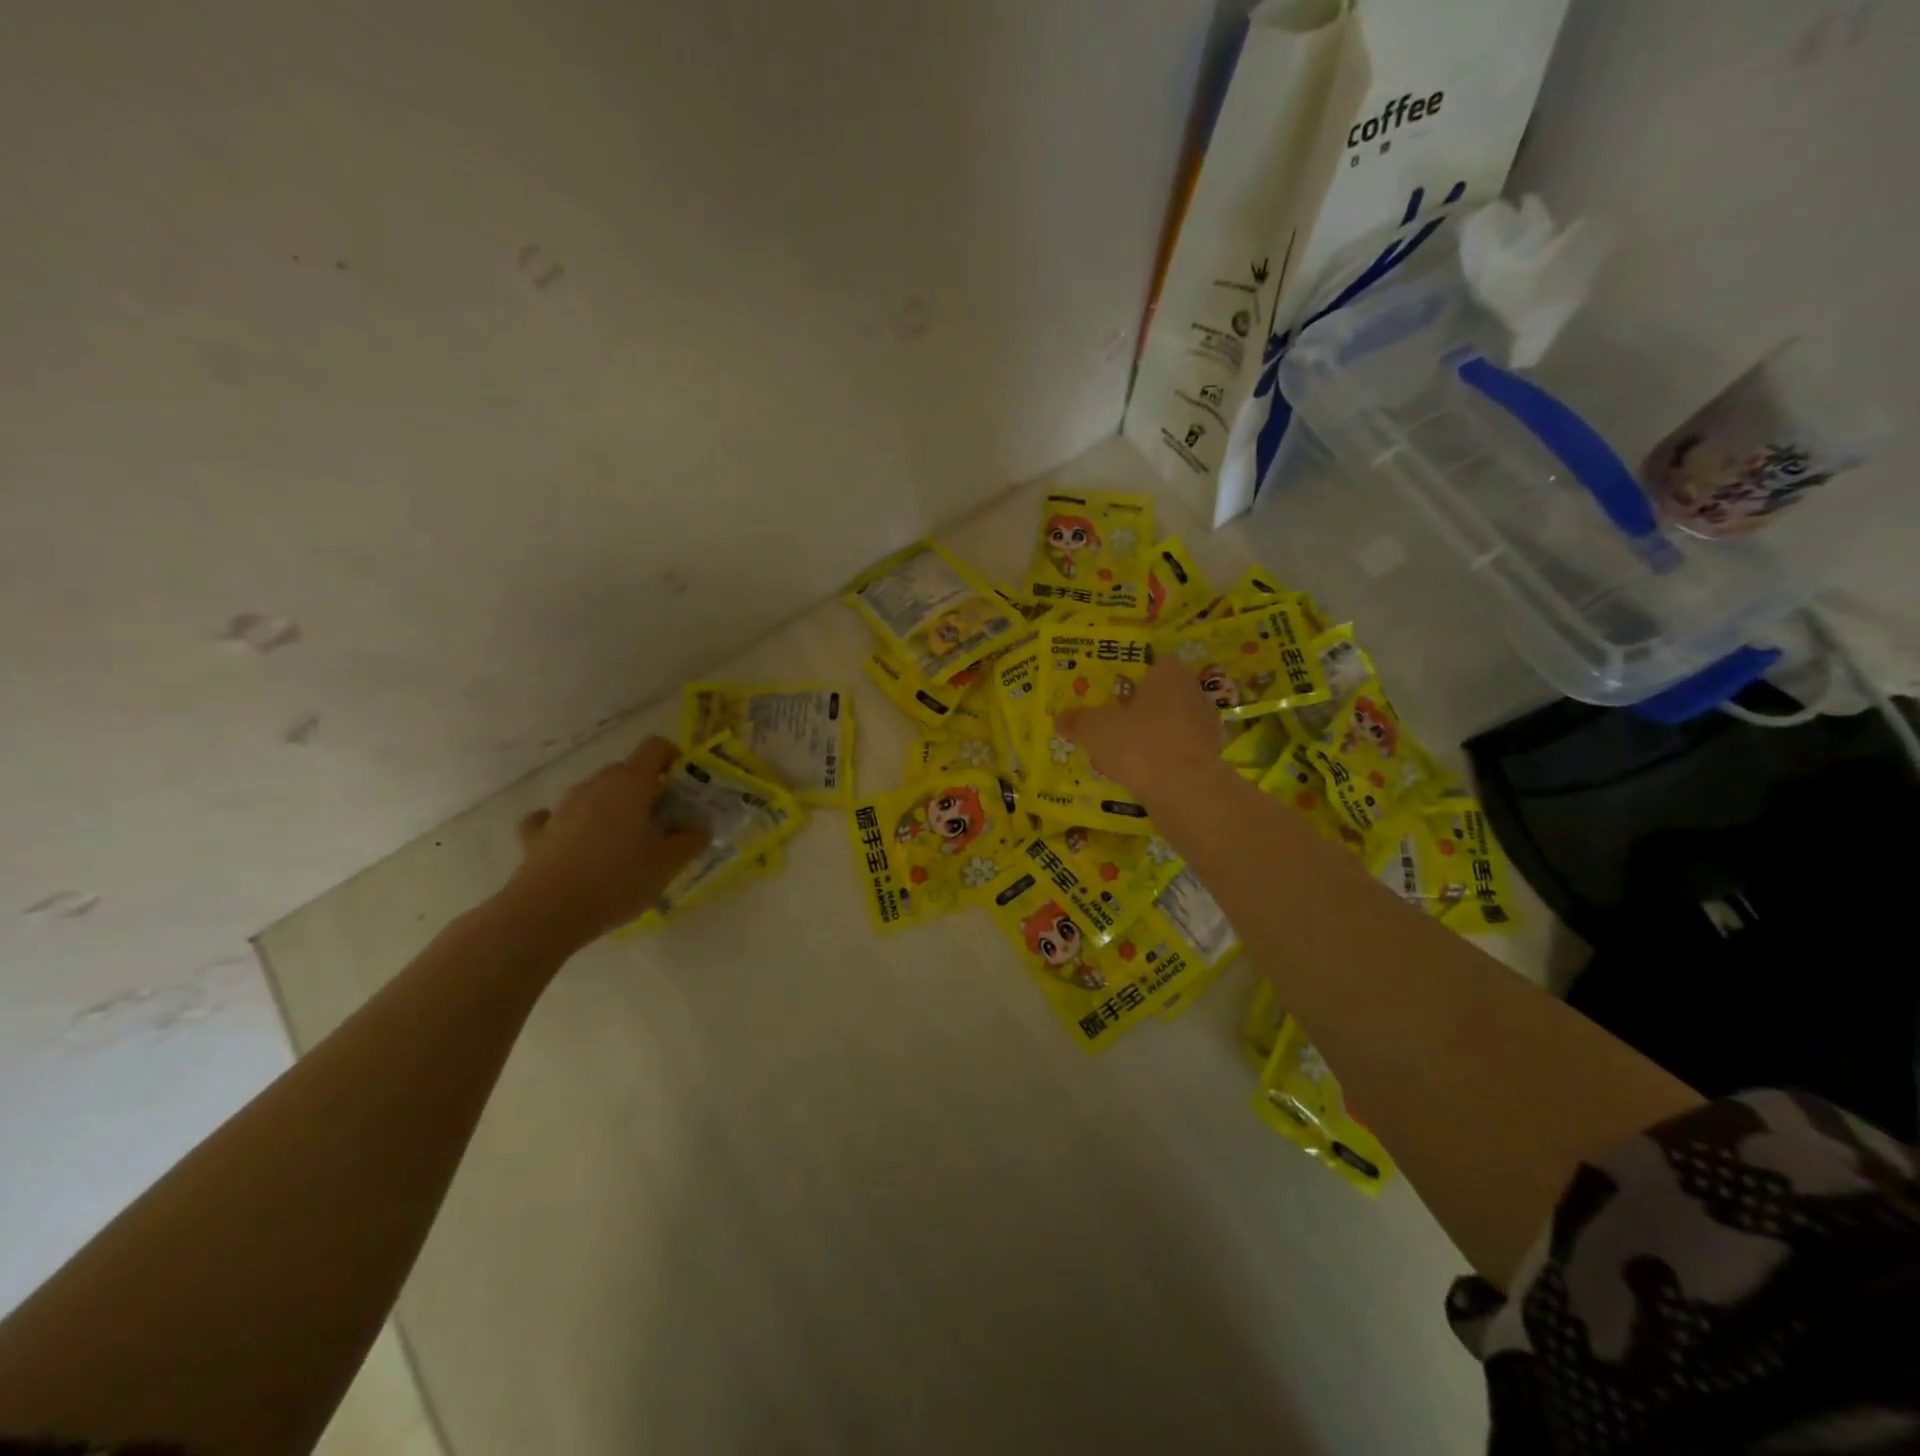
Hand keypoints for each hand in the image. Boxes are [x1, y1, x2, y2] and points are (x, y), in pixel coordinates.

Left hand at [503, 736, 708, 948]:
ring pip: (594, 794)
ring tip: (624, 843)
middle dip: (645, 790)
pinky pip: (555, 818)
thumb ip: (690, 841)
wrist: (547, 912)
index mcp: (630, 784)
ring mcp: (562, 807)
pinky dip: (569, 825)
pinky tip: (576, 844)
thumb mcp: (667, 865)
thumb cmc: (617, 880)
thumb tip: (701, 828)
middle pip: (625, 772)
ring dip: (611, 808)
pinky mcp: (537, 833)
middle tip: (661, 822)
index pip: (654, 748)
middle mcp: (595, 785)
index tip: (682, 785)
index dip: (672, 758)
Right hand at [1056, 652, 1225, 810]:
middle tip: (1113, 721)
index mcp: (1169, 674)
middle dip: (1139, 707)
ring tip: (1121, 752)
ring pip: (1171, 723)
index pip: (1155, 662)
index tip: (1113, 690)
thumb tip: (1059, 718)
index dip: (1134, 674)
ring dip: (1150, 734)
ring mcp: (1205, 726)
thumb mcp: (1095, 730)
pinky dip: (1161, 757)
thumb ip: (1077, 721)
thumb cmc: (1138, 744)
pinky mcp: (1209, 756)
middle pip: (1162, 693)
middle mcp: (1193, 693)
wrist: (1185, 791)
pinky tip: (1140, 773)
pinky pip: (1178, 750)